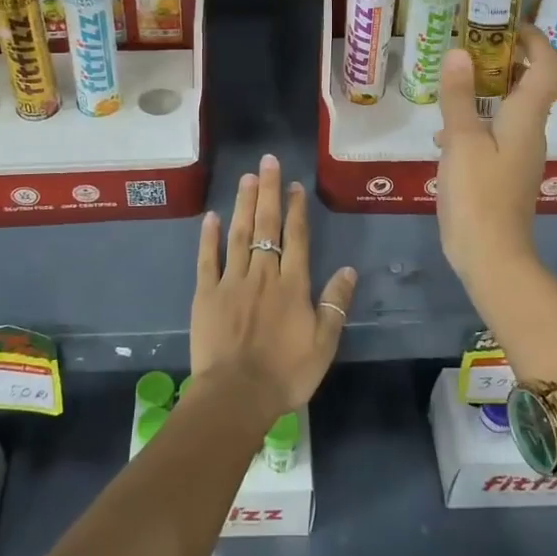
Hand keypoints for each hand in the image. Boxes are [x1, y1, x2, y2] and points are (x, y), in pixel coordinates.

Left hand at [190, 155, 356, 422]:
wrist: (237, 394)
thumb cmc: (286, 373)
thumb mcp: (324, 343)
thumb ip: (335, 304)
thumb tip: (349, 270)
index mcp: (292, 285)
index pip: (297, 238)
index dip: (296, 209)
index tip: (295, 185)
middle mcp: (263, 274)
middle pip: (267, 226)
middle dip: (269, 192)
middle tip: (268, 161)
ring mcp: (232, 281)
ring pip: (239, 234)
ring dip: (244, 204)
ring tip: (247, 177)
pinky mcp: (206, 293)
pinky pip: (208, 259)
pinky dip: (210, 236)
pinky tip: (212, 216)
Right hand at [433, 23, 556, 284]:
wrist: (491, 254)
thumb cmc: (479, 193)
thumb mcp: (462, 140)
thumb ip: (460, 96)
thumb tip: (460, 52)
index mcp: (527, 117)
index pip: (545, 65)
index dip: (533, 38)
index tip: (505, 23)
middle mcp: (530, 130)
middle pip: (528, 83)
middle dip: (502, 59)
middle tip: (467, 45)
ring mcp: (518, 153)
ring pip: (508, 108)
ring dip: (484, 90)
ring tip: (450, 82)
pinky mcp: (504, 171)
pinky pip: (494, 132)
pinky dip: (474, 120)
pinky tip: (444, 133)